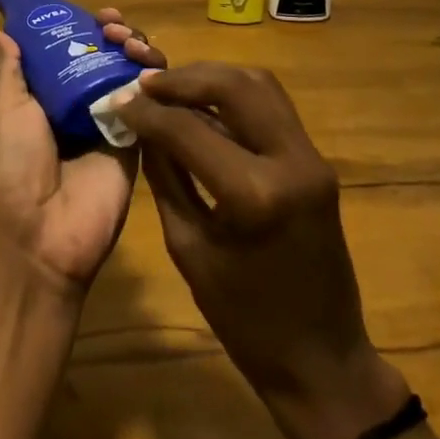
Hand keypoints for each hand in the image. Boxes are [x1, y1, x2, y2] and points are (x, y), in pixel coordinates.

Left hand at [0, 9, 165, 300]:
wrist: (39, 235)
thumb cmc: (13, 167)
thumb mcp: (3, 110)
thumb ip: (8, 70)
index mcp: (46, 96)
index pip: (72, 50)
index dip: (86, 29)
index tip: (97, 15)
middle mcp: (80, 106)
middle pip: (107, 58)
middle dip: (116, 35)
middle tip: (115, 28)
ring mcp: (111, 124)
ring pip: (133, 75)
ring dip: (138, 50)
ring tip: (131, 44)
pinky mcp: (138, 144)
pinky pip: (152, 107)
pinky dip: (156, 83)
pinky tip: (151, 70)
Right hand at [115, 62, 409, 438]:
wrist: (322, 360)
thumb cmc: (245, 320)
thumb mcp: (188, 248)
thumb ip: (165, 178)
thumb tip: (142, 127)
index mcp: (254, 195)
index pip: (189, 128)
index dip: (147, 110)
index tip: (117, 98)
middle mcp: (290, 161)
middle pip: (233, 85)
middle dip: (183, 78)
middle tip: (145, 84)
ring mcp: (311, 158)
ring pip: (259, 84)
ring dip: (212, 78)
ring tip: (171, 88)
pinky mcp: (316, 161)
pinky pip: (272, 107)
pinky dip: (234, 95)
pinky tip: (204, 105)